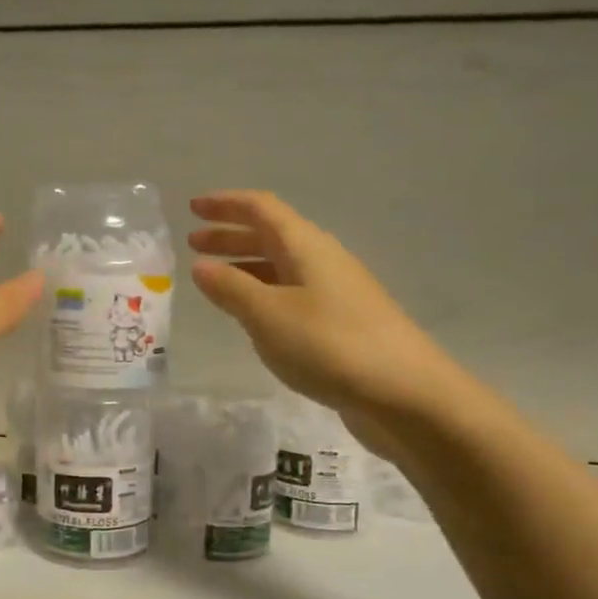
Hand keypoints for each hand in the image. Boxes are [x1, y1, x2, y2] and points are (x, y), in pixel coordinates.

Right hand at [188, 191, 460, 432]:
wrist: (405, 394)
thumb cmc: (330, 345)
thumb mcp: (268, 315)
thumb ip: (231, 289)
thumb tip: (201, 265)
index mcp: (306, 246)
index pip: (261, 209)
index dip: (226, 204)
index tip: (192, 207)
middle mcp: (323, 260)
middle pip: (272, 235)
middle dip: (231, 235)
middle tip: (193, 242)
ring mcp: (335, 292)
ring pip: (281, 266)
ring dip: (245, 265)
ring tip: (213, 279)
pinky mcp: (341, 323)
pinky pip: (292, 294)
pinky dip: (264, 293)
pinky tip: (252, 315)